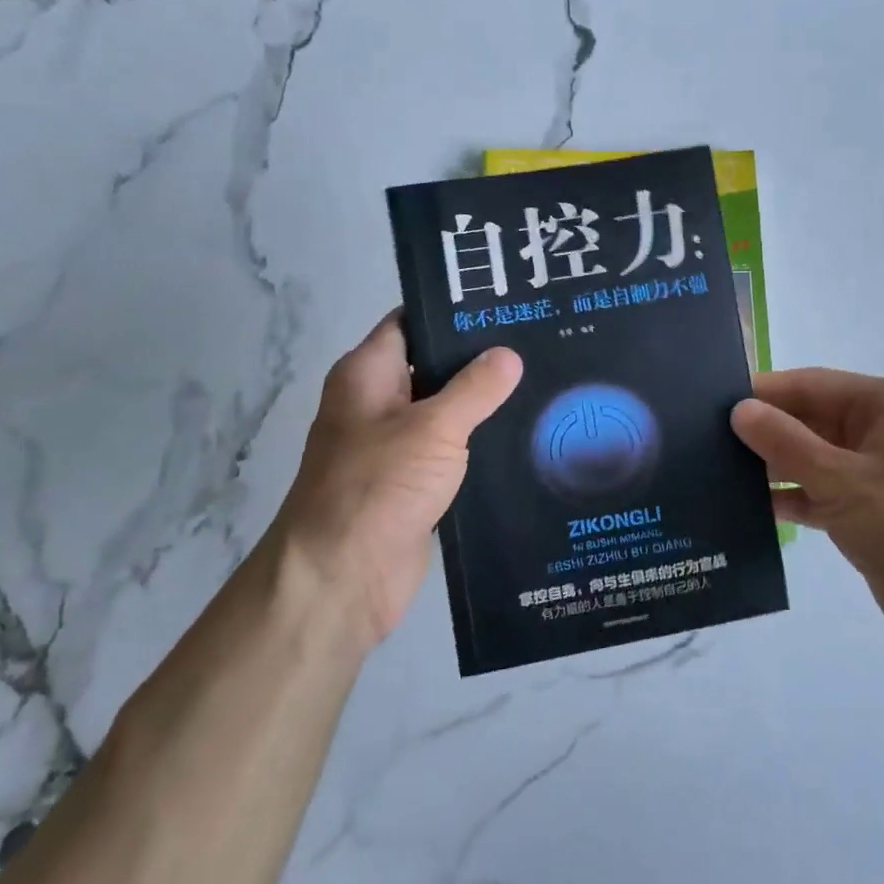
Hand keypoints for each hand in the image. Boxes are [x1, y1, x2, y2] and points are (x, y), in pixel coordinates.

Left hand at [274, 313, 521, 652]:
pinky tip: (525, 436)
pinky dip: (479, 444)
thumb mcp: (433, 428)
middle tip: (538, 342)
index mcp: (367, 374)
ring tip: (543, 384)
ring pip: (445, 412)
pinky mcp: (412, 484)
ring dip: (484, 405)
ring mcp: (394, 446)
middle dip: (480, 358)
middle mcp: (377, 403)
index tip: (505, 303)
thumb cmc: (377, 487)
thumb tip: (509, 355)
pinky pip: (450, 452)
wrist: (340, 579)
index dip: (453, 311)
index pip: (411, 322)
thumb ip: (474, 389)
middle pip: (432, 366)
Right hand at [730, 368, 883, 674]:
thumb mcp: (844, 482)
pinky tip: (746, 505)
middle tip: (704, 438)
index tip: (711, 400)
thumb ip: (786, 443)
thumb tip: (738, 409)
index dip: (764, 392)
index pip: (813, 385)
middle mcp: (882, 430)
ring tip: (715, 470)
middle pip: (810, 419)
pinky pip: (818, 490)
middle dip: (764, 430)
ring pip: (811, 456)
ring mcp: (875, 472)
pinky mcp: (867, 510)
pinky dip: (789, 496)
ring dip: (771, 465)